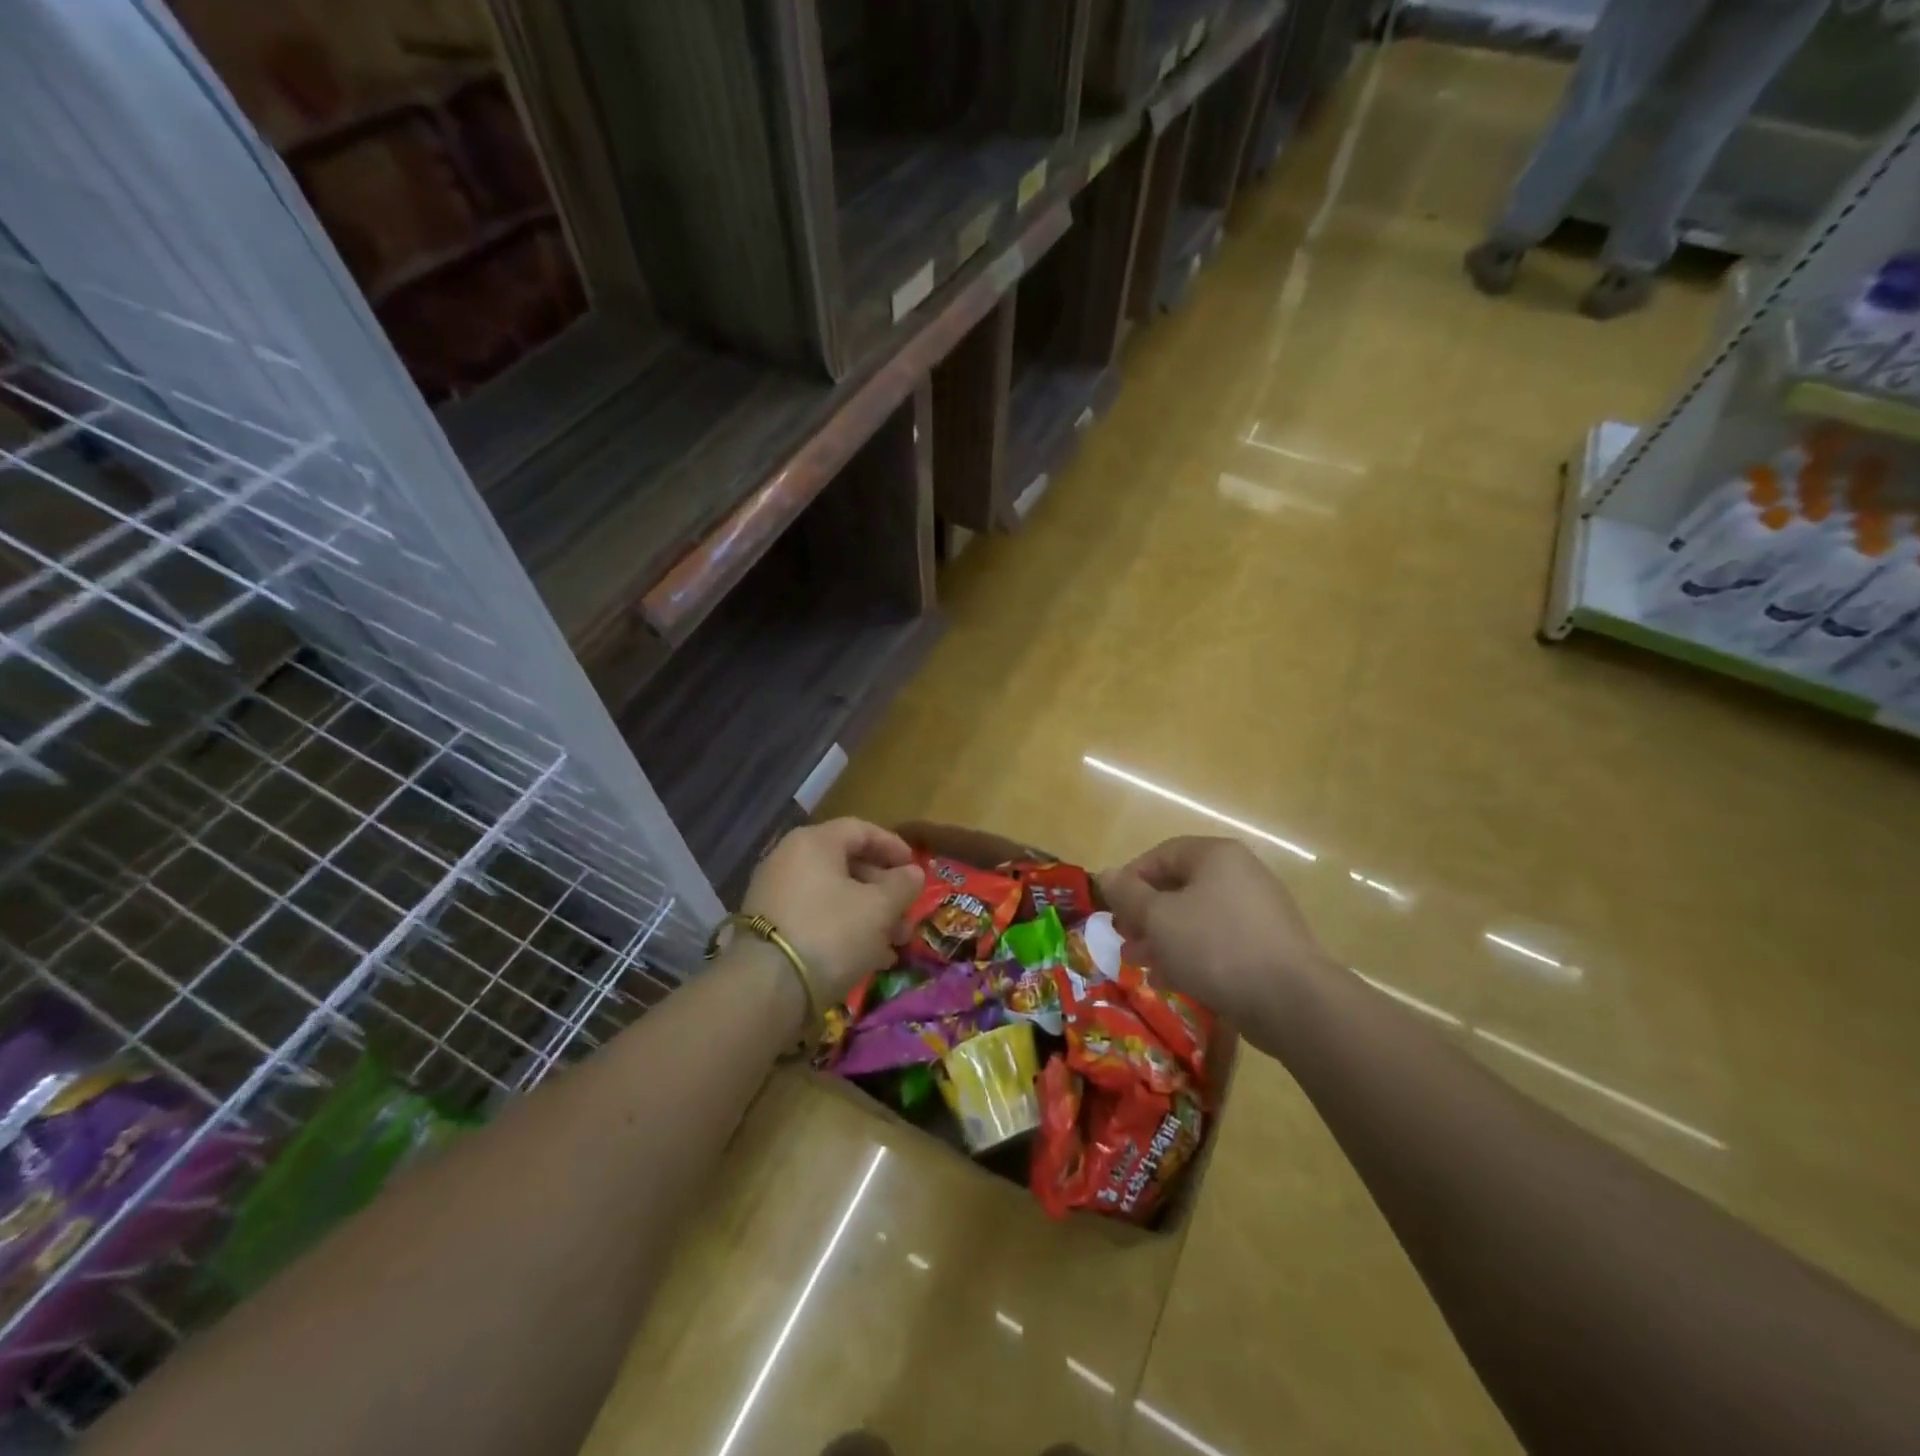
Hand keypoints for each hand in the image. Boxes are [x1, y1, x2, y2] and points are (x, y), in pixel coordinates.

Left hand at [742, 818, 924, 1003]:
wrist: (766, 988)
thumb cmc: (831, 932)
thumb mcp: (879, 908)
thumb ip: (903, 886)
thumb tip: (913, 873)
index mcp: (814, 842)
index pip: (861, 830)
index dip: (894, 846)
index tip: (916, 869)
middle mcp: (789, 860)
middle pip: (848, 865)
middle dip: (885, 891)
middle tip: (908, 916)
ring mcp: (775, 894)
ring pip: (834, 896)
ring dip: (869, 915)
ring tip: (894, 944)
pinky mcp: (770, 928)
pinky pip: (816, 917)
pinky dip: (844, 930)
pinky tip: (869, 958)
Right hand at [1098, 836, 1334, 1028]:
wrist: (1291, 1001)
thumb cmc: (1215, 946)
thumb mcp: (1158, 918)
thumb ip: (1128, 894)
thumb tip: (1106, 874)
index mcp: (1216, 856)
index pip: (1162, 855)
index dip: (1130, 879)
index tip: (1112, 909)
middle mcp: (1240, 875)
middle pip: (1179, 887)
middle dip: (1145, 915)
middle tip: (1124, 939)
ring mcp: (1258, 912)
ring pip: (1197, 918)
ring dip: (1163, 938)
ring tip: (1140, 963)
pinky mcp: (1267, 947)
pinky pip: (1219, 942)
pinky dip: (1191, 955)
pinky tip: (1171, 980)